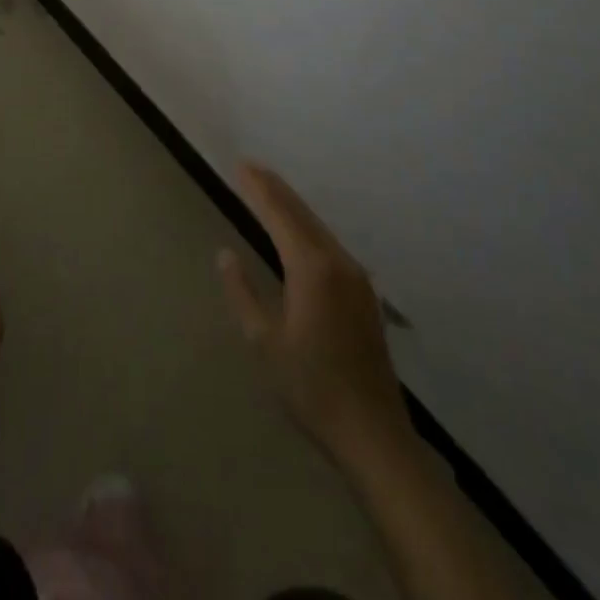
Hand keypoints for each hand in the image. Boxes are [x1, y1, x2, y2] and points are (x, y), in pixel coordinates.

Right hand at [218, 162, 408, 465]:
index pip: (279, 214)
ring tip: (269, 189)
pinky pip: (329, 243)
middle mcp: (336, 261)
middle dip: (275, 188)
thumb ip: (243, 292)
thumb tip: (225, 254)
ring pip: (318, 226)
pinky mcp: (363, 293)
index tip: (240, 165)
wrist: (373, 434)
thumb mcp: (264, 342)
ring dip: (292, 204)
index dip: (258, 188)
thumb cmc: (311, 388)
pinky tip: (299, 229)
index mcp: (311, 268)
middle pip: (301, 213)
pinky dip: (308, 225)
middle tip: (251, 167)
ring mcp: (355, 276)